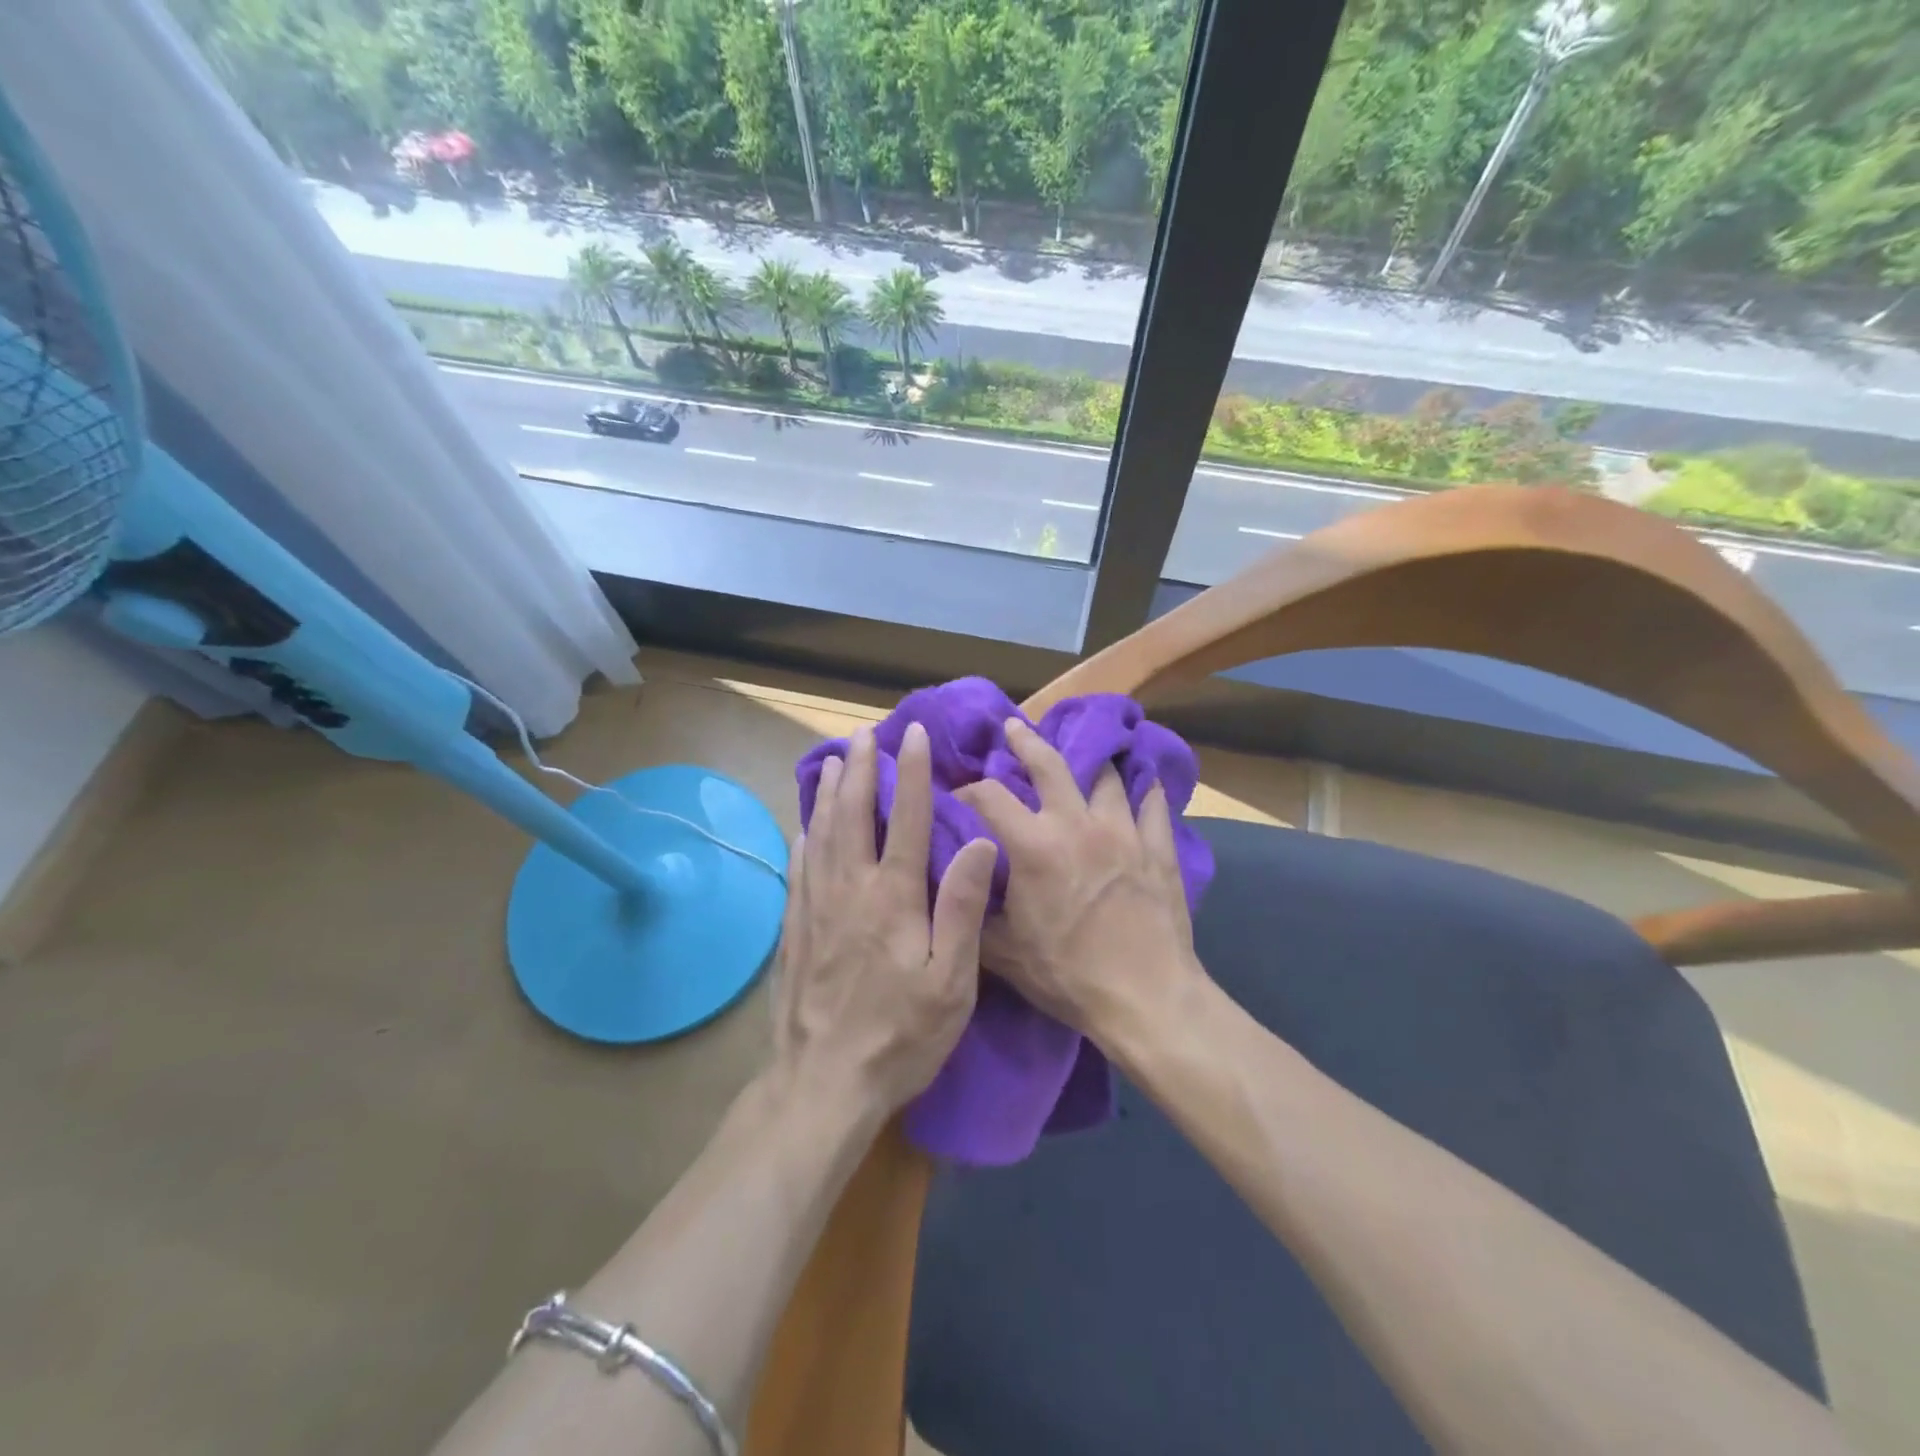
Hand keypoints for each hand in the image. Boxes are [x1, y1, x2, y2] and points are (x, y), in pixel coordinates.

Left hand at [772, 722, 998, 1118]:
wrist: (823, 1083)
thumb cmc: (900, 1035)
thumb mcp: (951, 981)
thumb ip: (963, 908)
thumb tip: (979, 843)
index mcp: (893, 897)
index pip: (905, 818)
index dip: (911, 773)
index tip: (912, 735)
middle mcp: (850, 889)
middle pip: (853, 815)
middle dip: (860, 770)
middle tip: (863, 735)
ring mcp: (815, 908)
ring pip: (821, 834)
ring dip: (828, 793)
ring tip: (833, 762)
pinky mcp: (794, 930)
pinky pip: (799, 870)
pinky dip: (804, 839)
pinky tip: (804, 828)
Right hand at [957, 718, 1203, 1048]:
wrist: (1146, 998)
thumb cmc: (1068, 975)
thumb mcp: (1002, 954)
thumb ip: (972, 913)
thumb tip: (952, 887)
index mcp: (1034, 845)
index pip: (990, 796)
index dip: (968, 789)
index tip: (958, 793)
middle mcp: (1077, 824)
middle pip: (1050, 764)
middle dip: (1026, 741)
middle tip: (1014, 727)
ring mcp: (1124, 832)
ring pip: (1106, 778)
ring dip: (1090, 765)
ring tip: (1084, 758)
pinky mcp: (1158, 849)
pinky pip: (1153, 807)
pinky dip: (1145, 794)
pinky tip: (1144, 787)